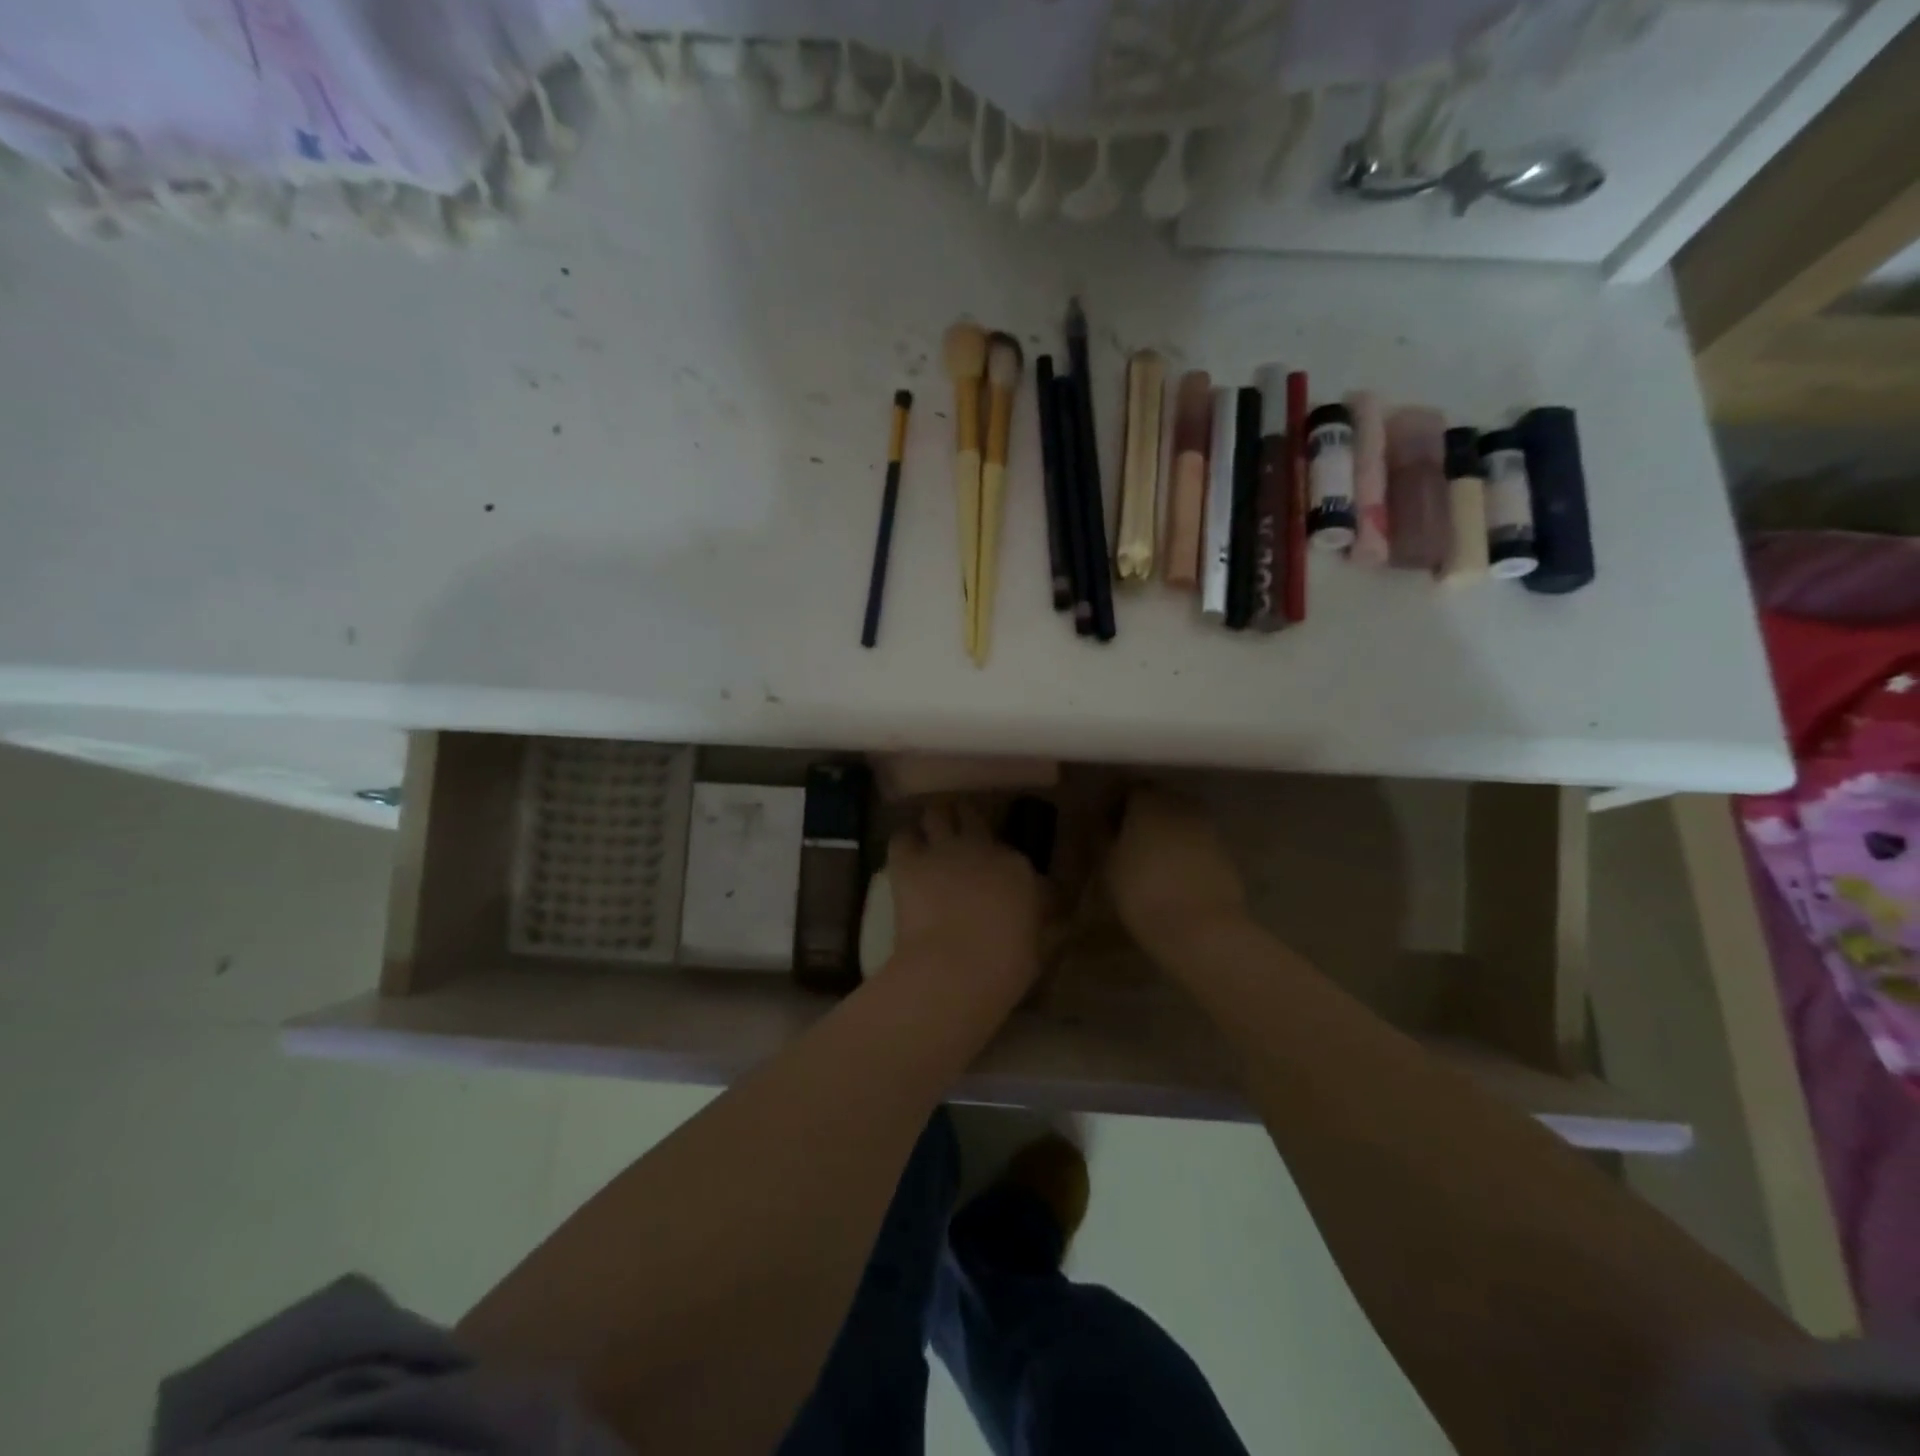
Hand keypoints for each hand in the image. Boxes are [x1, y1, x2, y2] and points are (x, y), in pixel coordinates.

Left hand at [886, 801, 1043, 990]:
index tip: (997, 876)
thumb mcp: (1037, 946)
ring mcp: (943, 850)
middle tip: (960, 835)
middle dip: (965, 820)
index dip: (1001, 862)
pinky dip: (905, 843)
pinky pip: (902, 837)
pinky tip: (905, 855)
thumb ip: (1039, 924)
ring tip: (930, 835)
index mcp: (1017, 867)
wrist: (955, 969)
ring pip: (936, 813)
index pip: (1012, 853)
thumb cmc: (1004, 966)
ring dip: (934, 822)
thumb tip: (1046, 921)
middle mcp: (981, 847)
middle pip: (972, 816)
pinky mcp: (908, 861)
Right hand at [1107, 787, 1247, 954]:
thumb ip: (1101, 835)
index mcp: (1149, 799)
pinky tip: (1171, 876)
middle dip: (1139, 817)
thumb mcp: (1108, 864)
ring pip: (1177, 820)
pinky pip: (1195, 841)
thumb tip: (1099, 820)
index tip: (1103, 829)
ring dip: (1162, 833)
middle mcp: (1181, 802)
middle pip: (1155, 800)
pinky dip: (1182, 850)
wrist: (1204, 929)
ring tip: (1146, 862)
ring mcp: (1207, 825)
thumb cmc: (1143, 891)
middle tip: (1123, 844)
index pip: (1126, 788)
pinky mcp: (1225, 850)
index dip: (1112, 806)